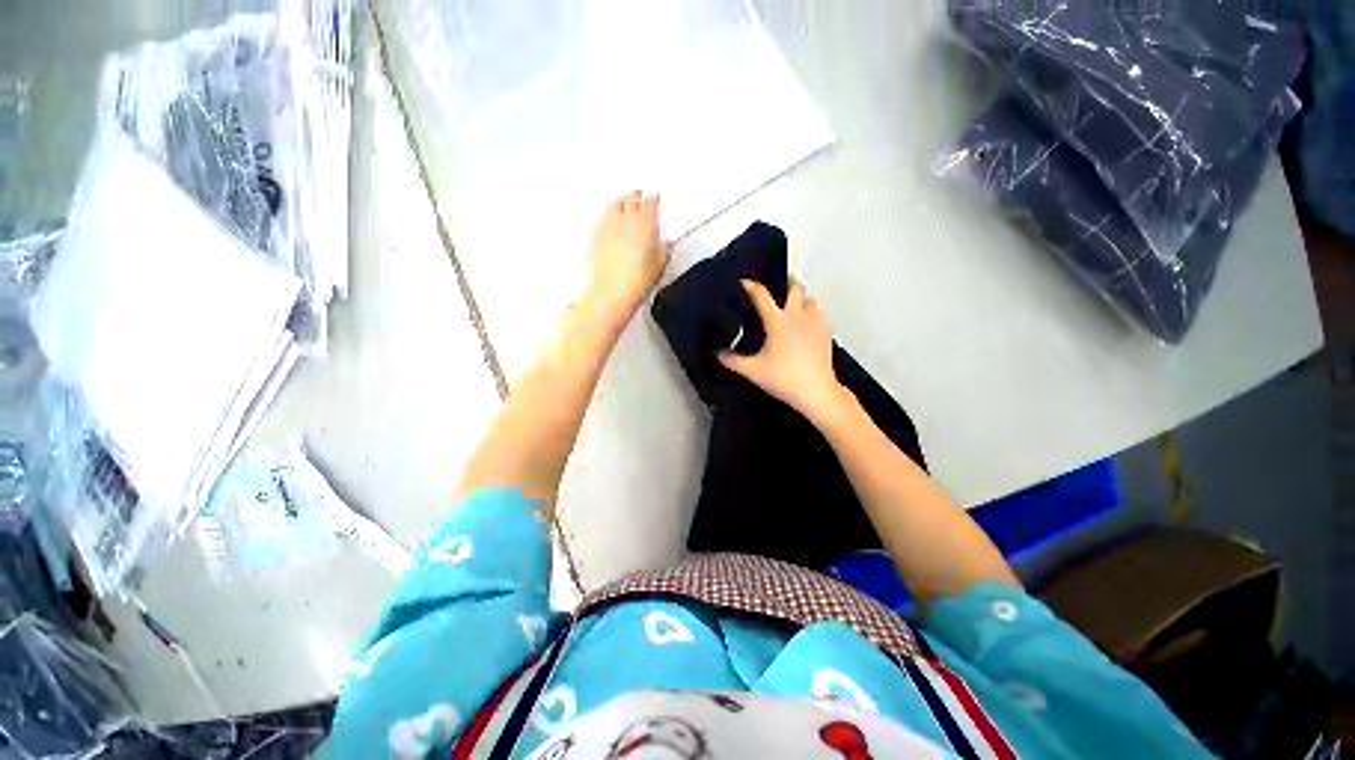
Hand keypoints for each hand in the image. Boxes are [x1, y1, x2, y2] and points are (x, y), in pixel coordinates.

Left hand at [584, 193, 670, 321]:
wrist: (614, 291)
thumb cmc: (639, 279)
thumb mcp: (660, 263)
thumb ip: (663, 247)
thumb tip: (664, 242)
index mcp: (645, 222)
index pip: (650, 201)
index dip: (654, 200)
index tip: (655, 201)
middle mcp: (625, 218)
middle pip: (630, 198)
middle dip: (636, 198)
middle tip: (640, 202)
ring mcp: (608, 225)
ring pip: (614, 204)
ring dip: (621, 204)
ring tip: (624, 209)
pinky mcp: (595, 235)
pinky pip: (603, 218)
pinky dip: (609, 218)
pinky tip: (612, 226)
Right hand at [718, 279, 852, 424]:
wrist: (816, 391)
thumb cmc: (783, 378)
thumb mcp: (752, 371)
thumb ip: (732, 361)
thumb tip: (717, 353)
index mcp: (777, 321)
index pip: (762, 295)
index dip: (751, 286)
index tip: (744, 282)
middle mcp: (797, 315)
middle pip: (794, 288)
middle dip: (785, 282)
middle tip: (776, 287)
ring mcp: (815, 322)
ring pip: (809, 297)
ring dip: (800, 295)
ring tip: (791, 302)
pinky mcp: (826, 331)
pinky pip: (819, 311)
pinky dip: (811, 309)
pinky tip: (806, 319)